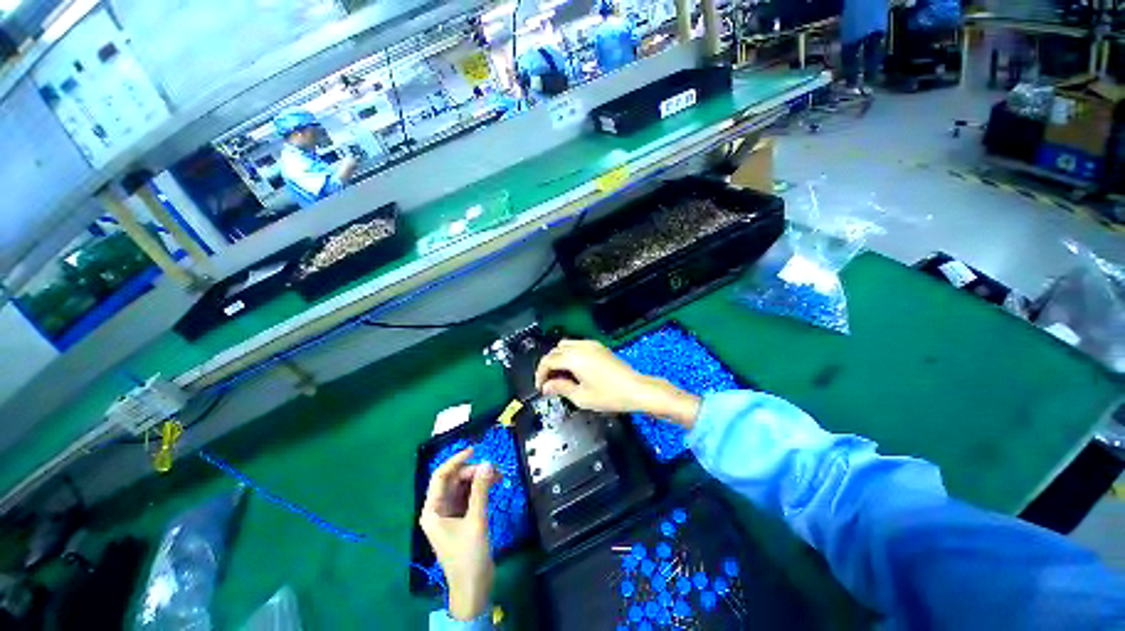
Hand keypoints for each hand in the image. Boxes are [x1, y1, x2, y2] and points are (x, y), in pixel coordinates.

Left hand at [419, 448, 497, 620]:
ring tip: (499, 476)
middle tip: (494, 470)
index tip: (475, 449)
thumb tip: (488, 463)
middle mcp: (439, 508)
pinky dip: (481, 488)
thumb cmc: (469, 555)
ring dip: (480, 478)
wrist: (473, 586)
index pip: (441, 476)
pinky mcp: (461, 517)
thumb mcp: (476, 520)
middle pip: (454, 479)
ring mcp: (450, 513)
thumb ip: (481, 490)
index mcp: (433, 510)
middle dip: (473, 471)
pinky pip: (470, 495)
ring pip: (463, 486)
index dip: (456, 460)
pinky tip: (494, 484)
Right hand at [534, 339, 701, 427]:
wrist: (636, 389)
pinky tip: (575, 370)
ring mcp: (591, 344)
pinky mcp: (599, 347)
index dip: (540, 373)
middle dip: (548, 366)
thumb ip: (560, 388)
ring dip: (559, 358)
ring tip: (561, 377)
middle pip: (555, 351)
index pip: (548, 361)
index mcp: (574, 358)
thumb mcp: (581, 397)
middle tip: (549, 384)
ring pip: (566, 345)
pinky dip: (570, 354)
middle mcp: (580, 346)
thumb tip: (546, 386)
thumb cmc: (609, 396)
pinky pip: (577, 345)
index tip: (540, 387)